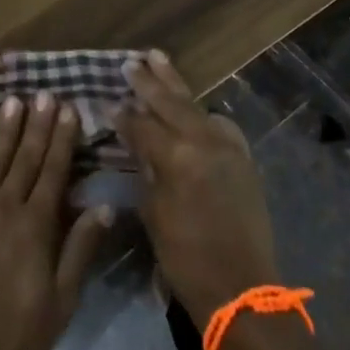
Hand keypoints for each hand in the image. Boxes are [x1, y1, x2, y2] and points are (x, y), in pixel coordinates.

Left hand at [0, 94, 110, 349]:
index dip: (62, 139)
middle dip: (38, 124)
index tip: (69, 110)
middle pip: (25, 157)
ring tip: (15, 100)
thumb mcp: (60, 303)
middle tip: (45, 93)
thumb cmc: (14, 336)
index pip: (54, 171)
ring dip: (6, 128)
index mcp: (36, 226)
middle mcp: (5, 206)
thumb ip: (79, 250)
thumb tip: (104, 206)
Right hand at [118, 51, 280, 324]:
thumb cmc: (186, 259)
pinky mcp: (243, 158)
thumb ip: (146, 171)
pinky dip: (202, 112)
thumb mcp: (154, 214)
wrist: (243, 290)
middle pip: (170, 103)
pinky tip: (193, 106)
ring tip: (157, 58)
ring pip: (195, 105)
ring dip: (175, 84)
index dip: (122, 115)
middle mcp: (204, 142)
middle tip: (130, 62)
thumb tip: (136, 144)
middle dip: (148, 82)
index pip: (142, 126)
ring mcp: (228, 147)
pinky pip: (219, 124)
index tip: (106, 101)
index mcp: (177, 157)